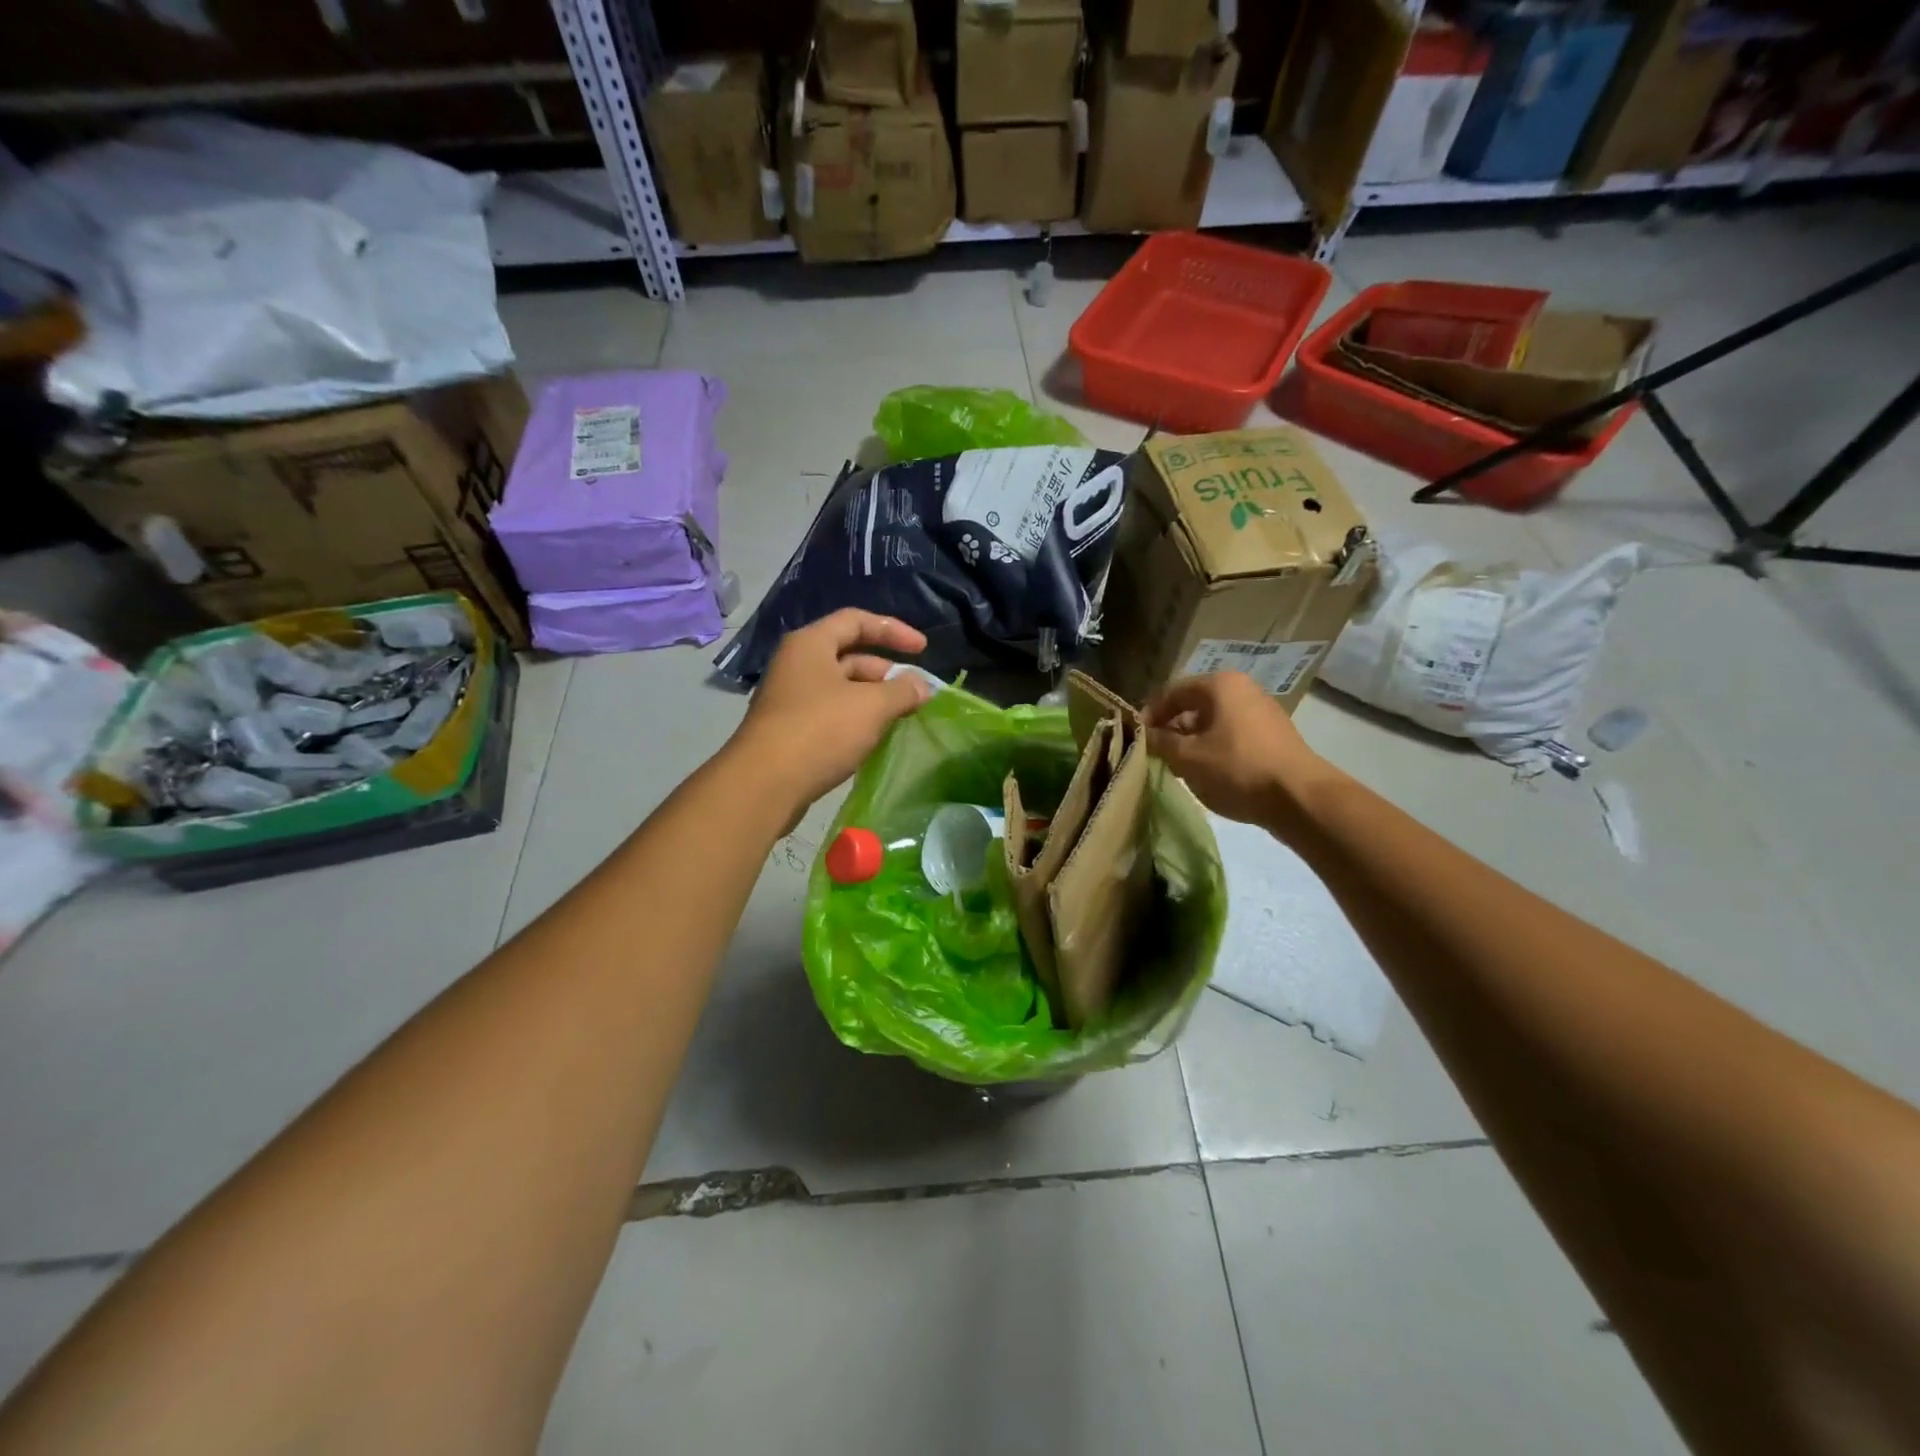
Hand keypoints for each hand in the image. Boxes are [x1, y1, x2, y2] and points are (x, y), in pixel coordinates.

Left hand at [729, 609, 932, 812]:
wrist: (765, 784)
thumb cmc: (820, 730)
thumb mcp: (872, 706)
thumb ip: (902, 691)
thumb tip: (922, 687)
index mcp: (811, 644)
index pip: (856, 620)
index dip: (893, 630)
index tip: (923, 649)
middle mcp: (797, 664)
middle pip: (850, 656)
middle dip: (886, 672)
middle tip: (915, 694)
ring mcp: (790, 698)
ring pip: (842, 689)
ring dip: (873, 699)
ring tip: (901, 718)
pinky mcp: (790, 730)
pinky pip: (831, 714)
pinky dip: (856, 720)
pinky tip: (875, 739)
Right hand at [1143, 673, 1335, 833]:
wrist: (1299, 798)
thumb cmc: (1237, 769)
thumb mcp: (1187, 757)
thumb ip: (1159, 742)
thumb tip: (1143, 735)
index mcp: (1219, 685)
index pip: (1171, 692)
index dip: (1148, 714)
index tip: (1136, 738)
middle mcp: (1242, 689)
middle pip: (1193, 705)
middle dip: (1170, 729)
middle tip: (1155, 754)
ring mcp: (1261, 711)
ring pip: (1212, 722)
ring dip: (1191, 741)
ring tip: (1178, 767)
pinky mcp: (1272, 735)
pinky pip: (1231, 735)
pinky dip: (1214, 749)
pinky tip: (1208, 773)